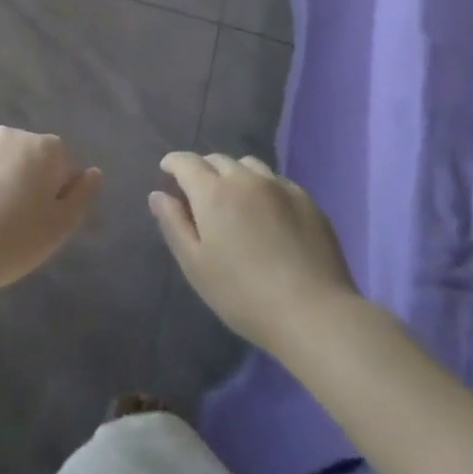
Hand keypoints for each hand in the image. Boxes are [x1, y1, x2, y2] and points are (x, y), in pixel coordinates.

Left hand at [0, 128, 101, 294]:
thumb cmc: (10, 242)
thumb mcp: (59, 229)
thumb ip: (82, 197)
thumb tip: (92, 173)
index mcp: (42, 148)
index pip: (61, 163)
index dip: (55, 193)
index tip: (40, 222)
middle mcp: (8, 133)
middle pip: (24, 157)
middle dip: (21, 180)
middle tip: (9, 224)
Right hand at [150, 152, 357, 352]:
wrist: (314, 313)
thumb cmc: (244, 295)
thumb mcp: (196, 266)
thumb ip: (174, 225)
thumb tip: (158, 194)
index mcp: (213, 192)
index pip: (186, 162)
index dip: (173, 163)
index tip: (167, 172)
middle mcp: (245, 179)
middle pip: (217, 159)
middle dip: (203, 169)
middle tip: (199, 193)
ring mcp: (279, 186)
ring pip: (249, 165)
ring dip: (234, 174)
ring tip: (235, 198)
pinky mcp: (307, 200)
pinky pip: (277, 181)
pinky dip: (263, 187)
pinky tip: (268, 212)